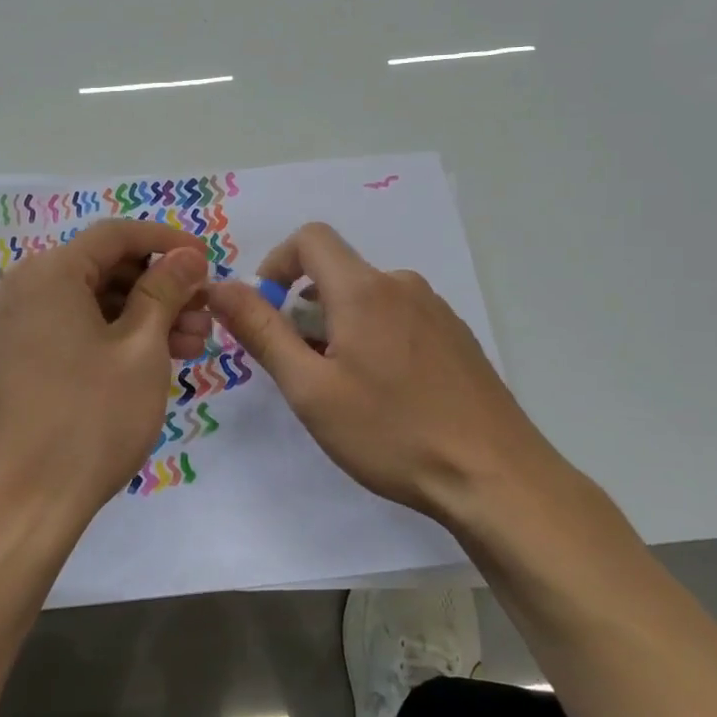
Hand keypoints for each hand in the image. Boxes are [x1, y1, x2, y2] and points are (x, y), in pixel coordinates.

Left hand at [0, 220, 210, 529]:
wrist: (23, 506)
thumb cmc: (90, 421)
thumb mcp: (141, 350)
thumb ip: (166, 290)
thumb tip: (187, 255)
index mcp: (46, 273)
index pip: (115, 235)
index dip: (167, 242)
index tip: (207, 260)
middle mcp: (17, 287)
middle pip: (100, 268)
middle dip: (158, 287)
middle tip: (204, 315)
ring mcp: (7, 325)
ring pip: (86, 302)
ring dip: (138, 316)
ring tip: (190, 346)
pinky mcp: (7, 358)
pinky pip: (65, 328)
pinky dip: (107, 336)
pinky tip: (149, 359)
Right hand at [208, 222, 568, 521]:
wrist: (495, 478)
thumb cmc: (392, 432)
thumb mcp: (310, 388)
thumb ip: (262, 331)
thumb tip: (220, 286)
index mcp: (364, 289)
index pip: (310, 238)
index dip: (276, 264)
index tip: (266, 311)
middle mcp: (403, 286)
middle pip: (338, 274)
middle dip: (305, 310)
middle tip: (301, 371)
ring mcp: (437, 311)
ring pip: (368, 300)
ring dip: (339, 329)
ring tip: (343, 391)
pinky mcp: (456, 338)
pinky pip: (399, 320)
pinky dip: (374, 340)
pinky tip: (387, 396)